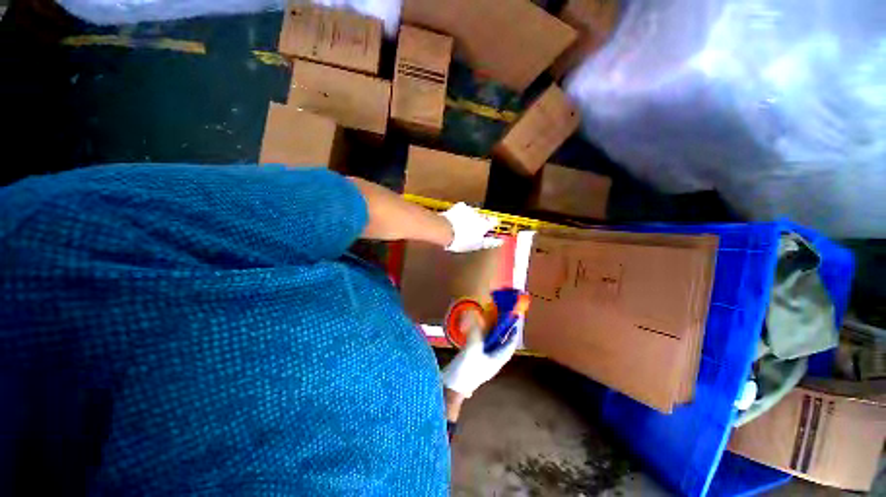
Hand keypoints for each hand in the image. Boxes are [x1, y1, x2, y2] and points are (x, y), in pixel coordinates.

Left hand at [439, 202, 502, 252]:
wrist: (445, 230)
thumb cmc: (461, 240)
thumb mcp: (477, 245)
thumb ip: (489, 242)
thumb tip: (498, 242)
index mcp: (485, 225)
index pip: (494, 222)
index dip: (492, 225)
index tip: (488, 229)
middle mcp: (479, 215)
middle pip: (483, 217)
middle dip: (479, 222)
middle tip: (472, 230)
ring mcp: (469, 210)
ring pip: (473, 213)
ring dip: (470, 218)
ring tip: (462, 226)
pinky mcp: (459, 207)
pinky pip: (463, 209)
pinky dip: (460, 213)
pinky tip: (456, 220)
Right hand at [440, 320, 521, 396]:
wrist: (451, 387)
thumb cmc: (466, 371)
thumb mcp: (472, 350)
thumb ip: (474, 332)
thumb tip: (473, 313)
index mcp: (496, 360)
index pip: (508, 347)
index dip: (512, 335)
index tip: (514, 324)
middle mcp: (490, 360)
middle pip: (499, 344)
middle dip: (500, 332)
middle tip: (500, 318)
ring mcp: (481, 360)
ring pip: (489, 344)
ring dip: (489, 333)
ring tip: (488, 321)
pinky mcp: (471, 359)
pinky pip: (478, 344)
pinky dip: (478, 336)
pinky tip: (474, 330)